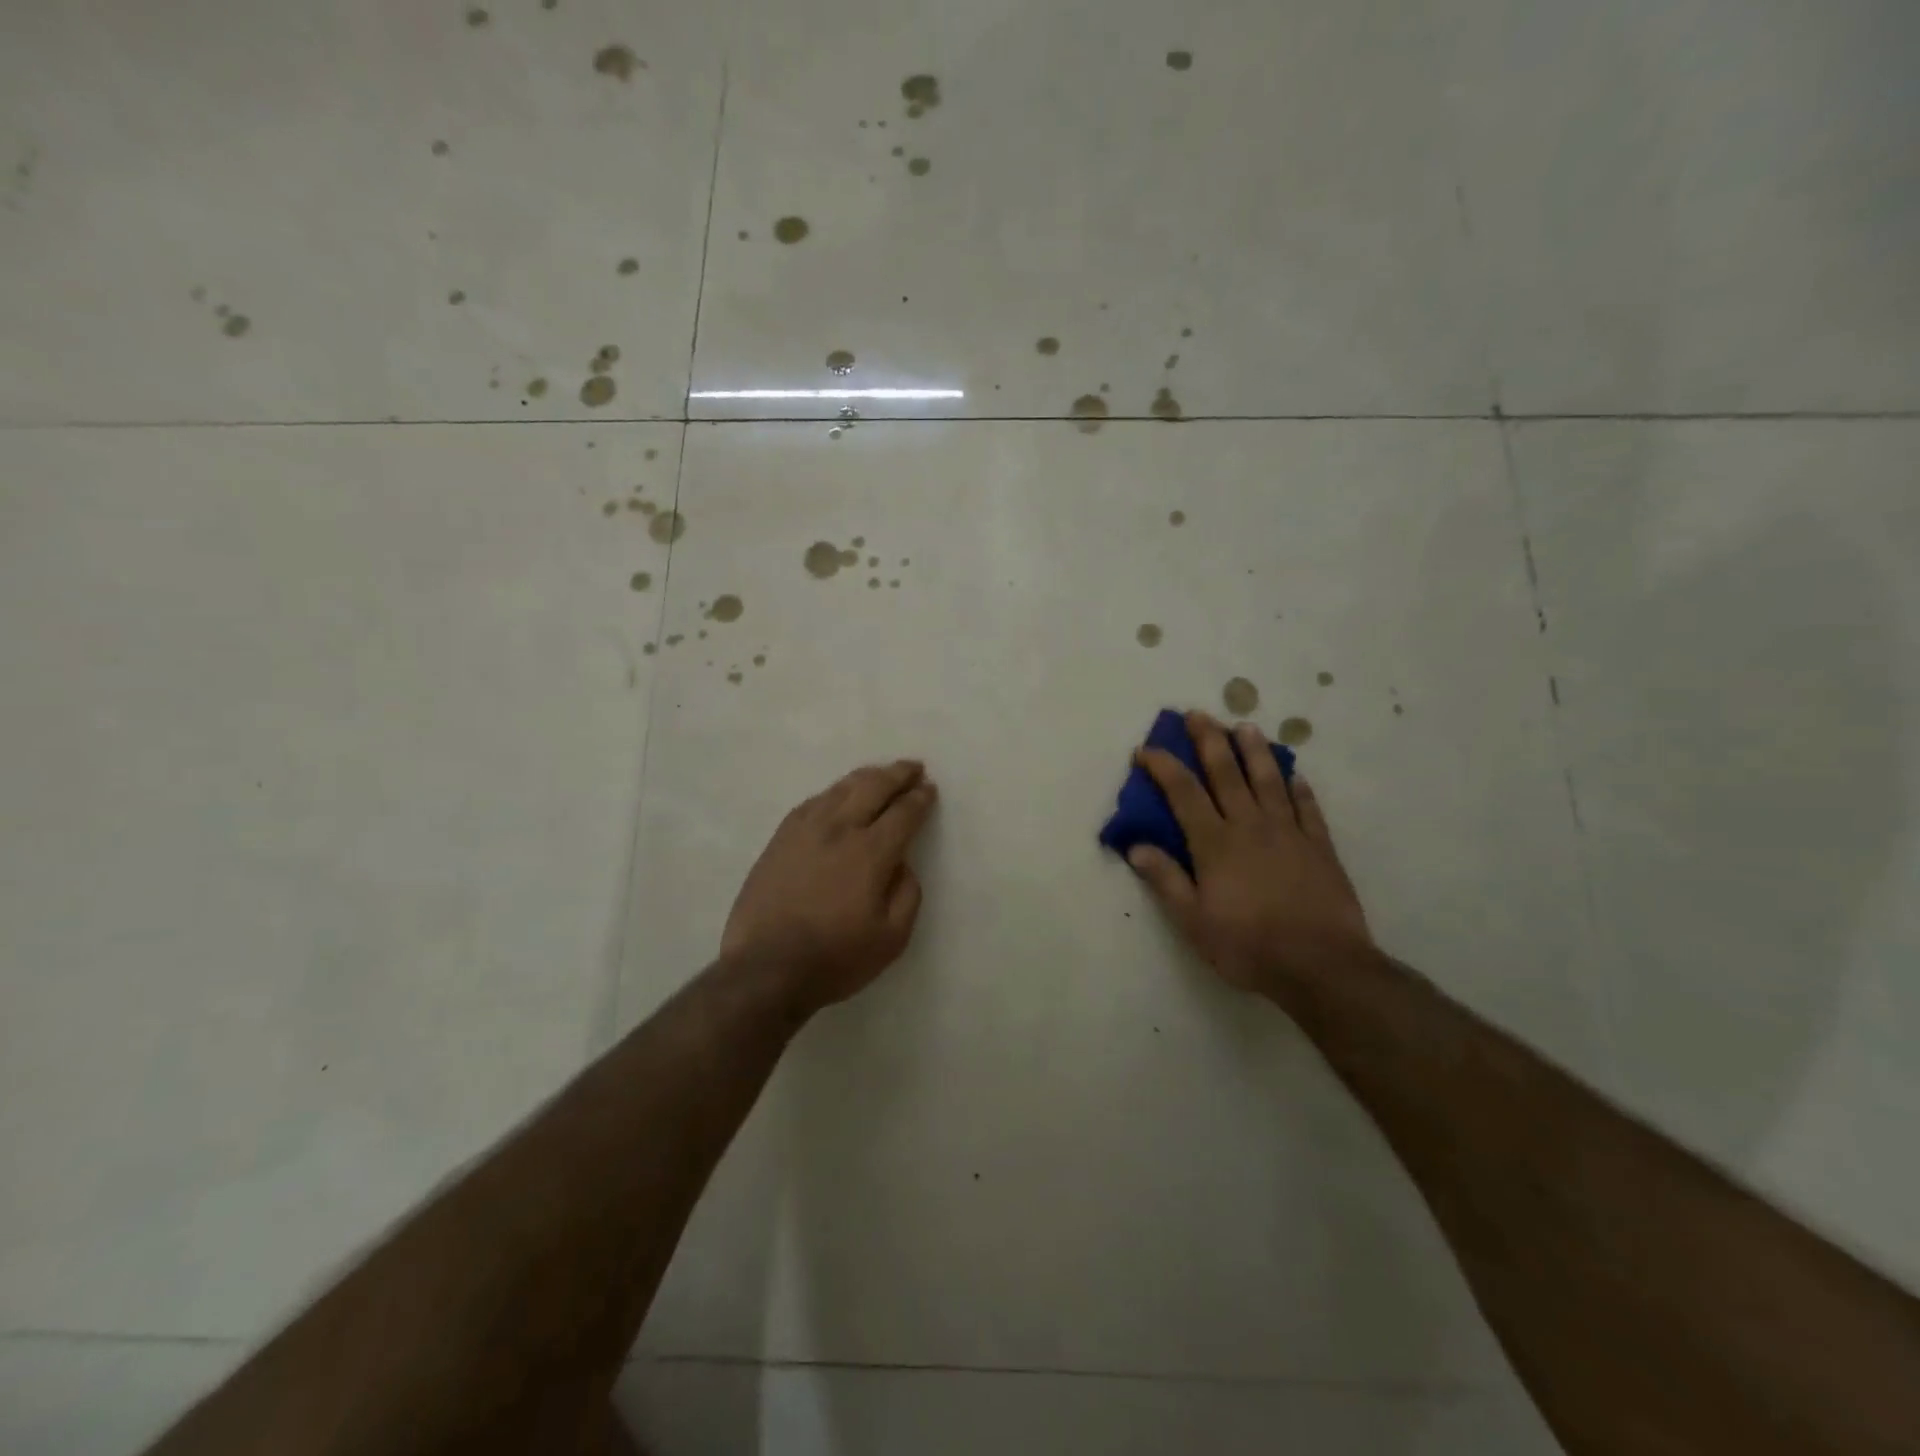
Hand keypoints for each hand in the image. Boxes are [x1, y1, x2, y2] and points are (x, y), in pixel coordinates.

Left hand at [722, 760, 937, 1011]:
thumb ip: (907, 894)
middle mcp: (839, 829)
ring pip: (840, 789)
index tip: (929, 789)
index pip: (903, 812)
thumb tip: (902, 864)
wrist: (765, 969)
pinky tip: (837, 795)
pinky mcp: (780, 839)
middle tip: (913, 768)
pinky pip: (812, 802)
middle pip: (873, 787)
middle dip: (897, 774)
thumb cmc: (835, 958)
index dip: (920, 798)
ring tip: (880, 774)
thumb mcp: (892, 938)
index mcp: (871, 852)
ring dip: (866, 777)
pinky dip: (833, 792)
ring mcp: (805, 830)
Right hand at [1128, 712, 1374, 997]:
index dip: (1163, 767)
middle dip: (1208, 740)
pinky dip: (1299, 789)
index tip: (1146, 750)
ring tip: (1245, 726)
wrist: (1322, 966)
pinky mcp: (1319, 847)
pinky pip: (1307, 808)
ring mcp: (1288, 833)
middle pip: (1226, 773)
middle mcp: (1249, 826)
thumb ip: (1166, 880)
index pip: (1183, 793)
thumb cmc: (1249, 946)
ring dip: (1254, 751)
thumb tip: (1136, 846)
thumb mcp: (1194, 922)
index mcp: (1215, 843)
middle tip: (1197, 714)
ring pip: (1267, 780)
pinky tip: (1294, 775)